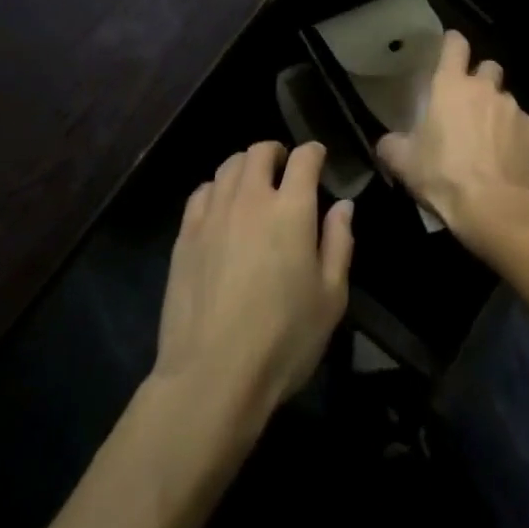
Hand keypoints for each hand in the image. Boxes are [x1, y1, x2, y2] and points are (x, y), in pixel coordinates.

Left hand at [154, 140, 353, 420]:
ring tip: (252, 185)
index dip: (314, 152)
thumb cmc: (283, 339)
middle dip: (276, 152)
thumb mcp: (331, 298)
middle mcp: (251, 198)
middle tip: (284, 169)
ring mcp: (214, 213)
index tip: (318, 159)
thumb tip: (343, 206)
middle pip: (260, 151)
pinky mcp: (185, 234)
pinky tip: (221, 208)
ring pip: (229, 165)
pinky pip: (202, 191)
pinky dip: (216, 188)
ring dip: (245, 166)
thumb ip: (339, 243)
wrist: (211, 376)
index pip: (304, 158)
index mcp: (291, 208)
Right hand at [377, 30, 528, 245]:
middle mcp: (484, 87)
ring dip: (495, 108)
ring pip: (504, 96)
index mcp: (450, 85)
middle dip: (479, 78)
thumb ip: (391, 145)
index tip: (448, 49)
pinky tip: (504, 155)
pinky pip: (520, 122)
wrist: (493, 208)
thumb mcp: (404, 163)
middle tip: (468, 102)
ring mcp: (511, 107)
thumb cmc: (443, 175)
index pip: (455, 44)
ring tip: (487, 136)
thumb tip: (386, 143)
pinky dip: (512, 132)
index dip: (452, 42)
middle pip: (487, 66)